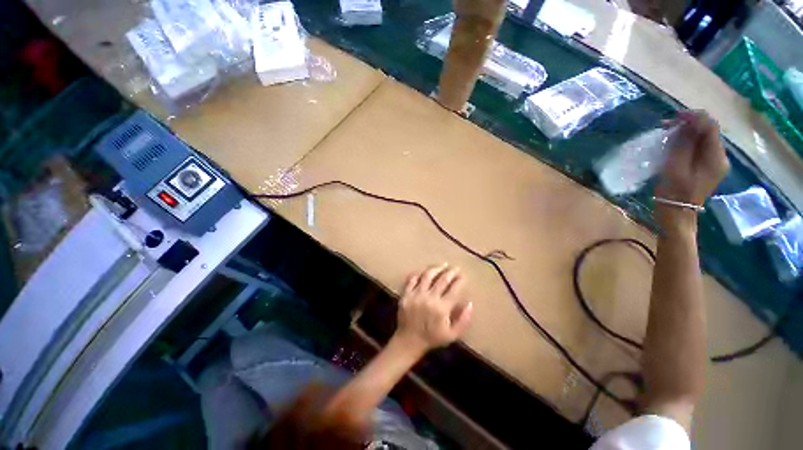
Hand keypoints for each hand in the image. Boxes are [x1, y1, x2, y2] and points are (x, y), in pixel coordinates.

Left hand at [394, 264, 472, 352]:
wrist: (409, 341)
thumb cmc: (432, 338)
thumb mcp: (452, 335)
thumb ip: (463, 320)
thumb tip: (470, 303)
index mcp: (442, 308)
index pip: (454, 289)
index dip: (460, 281)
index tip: (464, 276)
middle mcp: (429, 298)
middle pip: (442, 279)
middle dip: (451, 272)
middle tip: (456, 268)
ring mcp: (416, 294)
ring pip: (427, 275)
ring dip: (436, 268)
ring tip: (443, 265)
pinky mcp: (406, 294)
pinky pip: (412, 279)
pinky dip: (419, 273)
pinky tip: (425, 271)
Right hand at [657, 111, 729, 205]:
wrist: (676, 214)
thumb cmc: (674, 192)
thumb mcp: (676, 166)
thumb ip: (684, 144)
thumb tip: (687, 123)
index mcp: (716, 157)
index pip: (710, 126)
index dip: (694, 117)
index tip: (674, 116)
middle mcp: (720, 157)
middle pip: (707, 131)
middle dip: (688, 124)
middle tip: (666, 126)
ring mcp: (714, 162)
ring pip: (702, 138)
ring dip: (686, 133)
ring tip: (667, 134)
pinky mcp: (705, 166)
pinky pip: (698, 147)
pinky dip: (686, 142)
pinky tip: (674, 144)